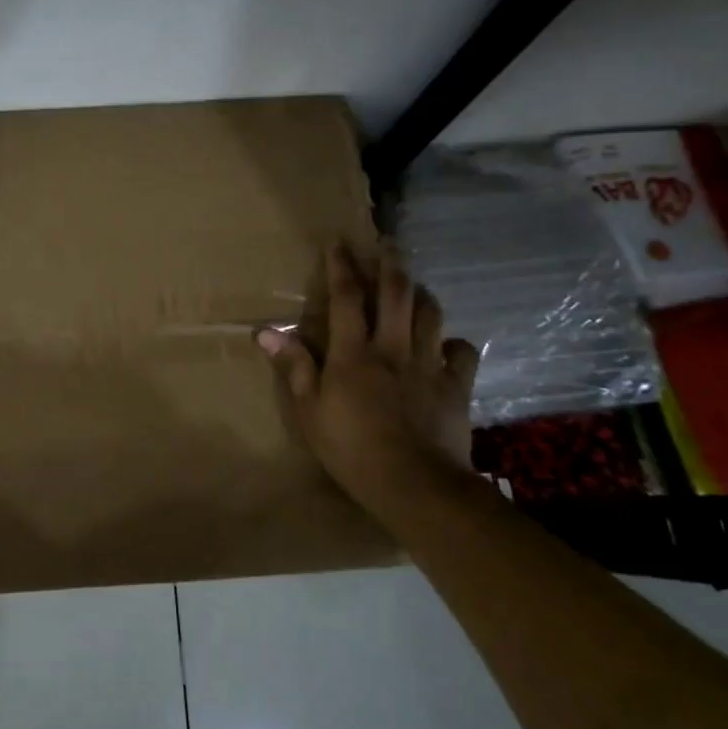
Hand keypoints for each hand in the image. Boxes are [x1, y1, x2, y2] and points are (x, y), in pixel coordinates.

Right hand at [257, 244, 479, 521]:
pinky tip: (445, 344)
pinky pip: (461, 352)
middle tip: (387, 243)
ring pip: (431, 314)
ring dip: (421, 294)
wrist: (416, 485)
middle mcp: (394, 348)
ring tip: (414, 287)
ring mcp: (429, 364)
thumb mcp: (309, 412)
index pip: (346, 297)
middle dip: (390, 263)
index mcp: (354, 353)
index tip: (338, 243)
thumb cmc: (351, 449)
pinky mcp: (456, 386)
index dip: (341, 266)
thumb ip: (294, 367)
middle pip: (396, 293)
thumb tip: (267, 330)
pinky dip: (453, 342)